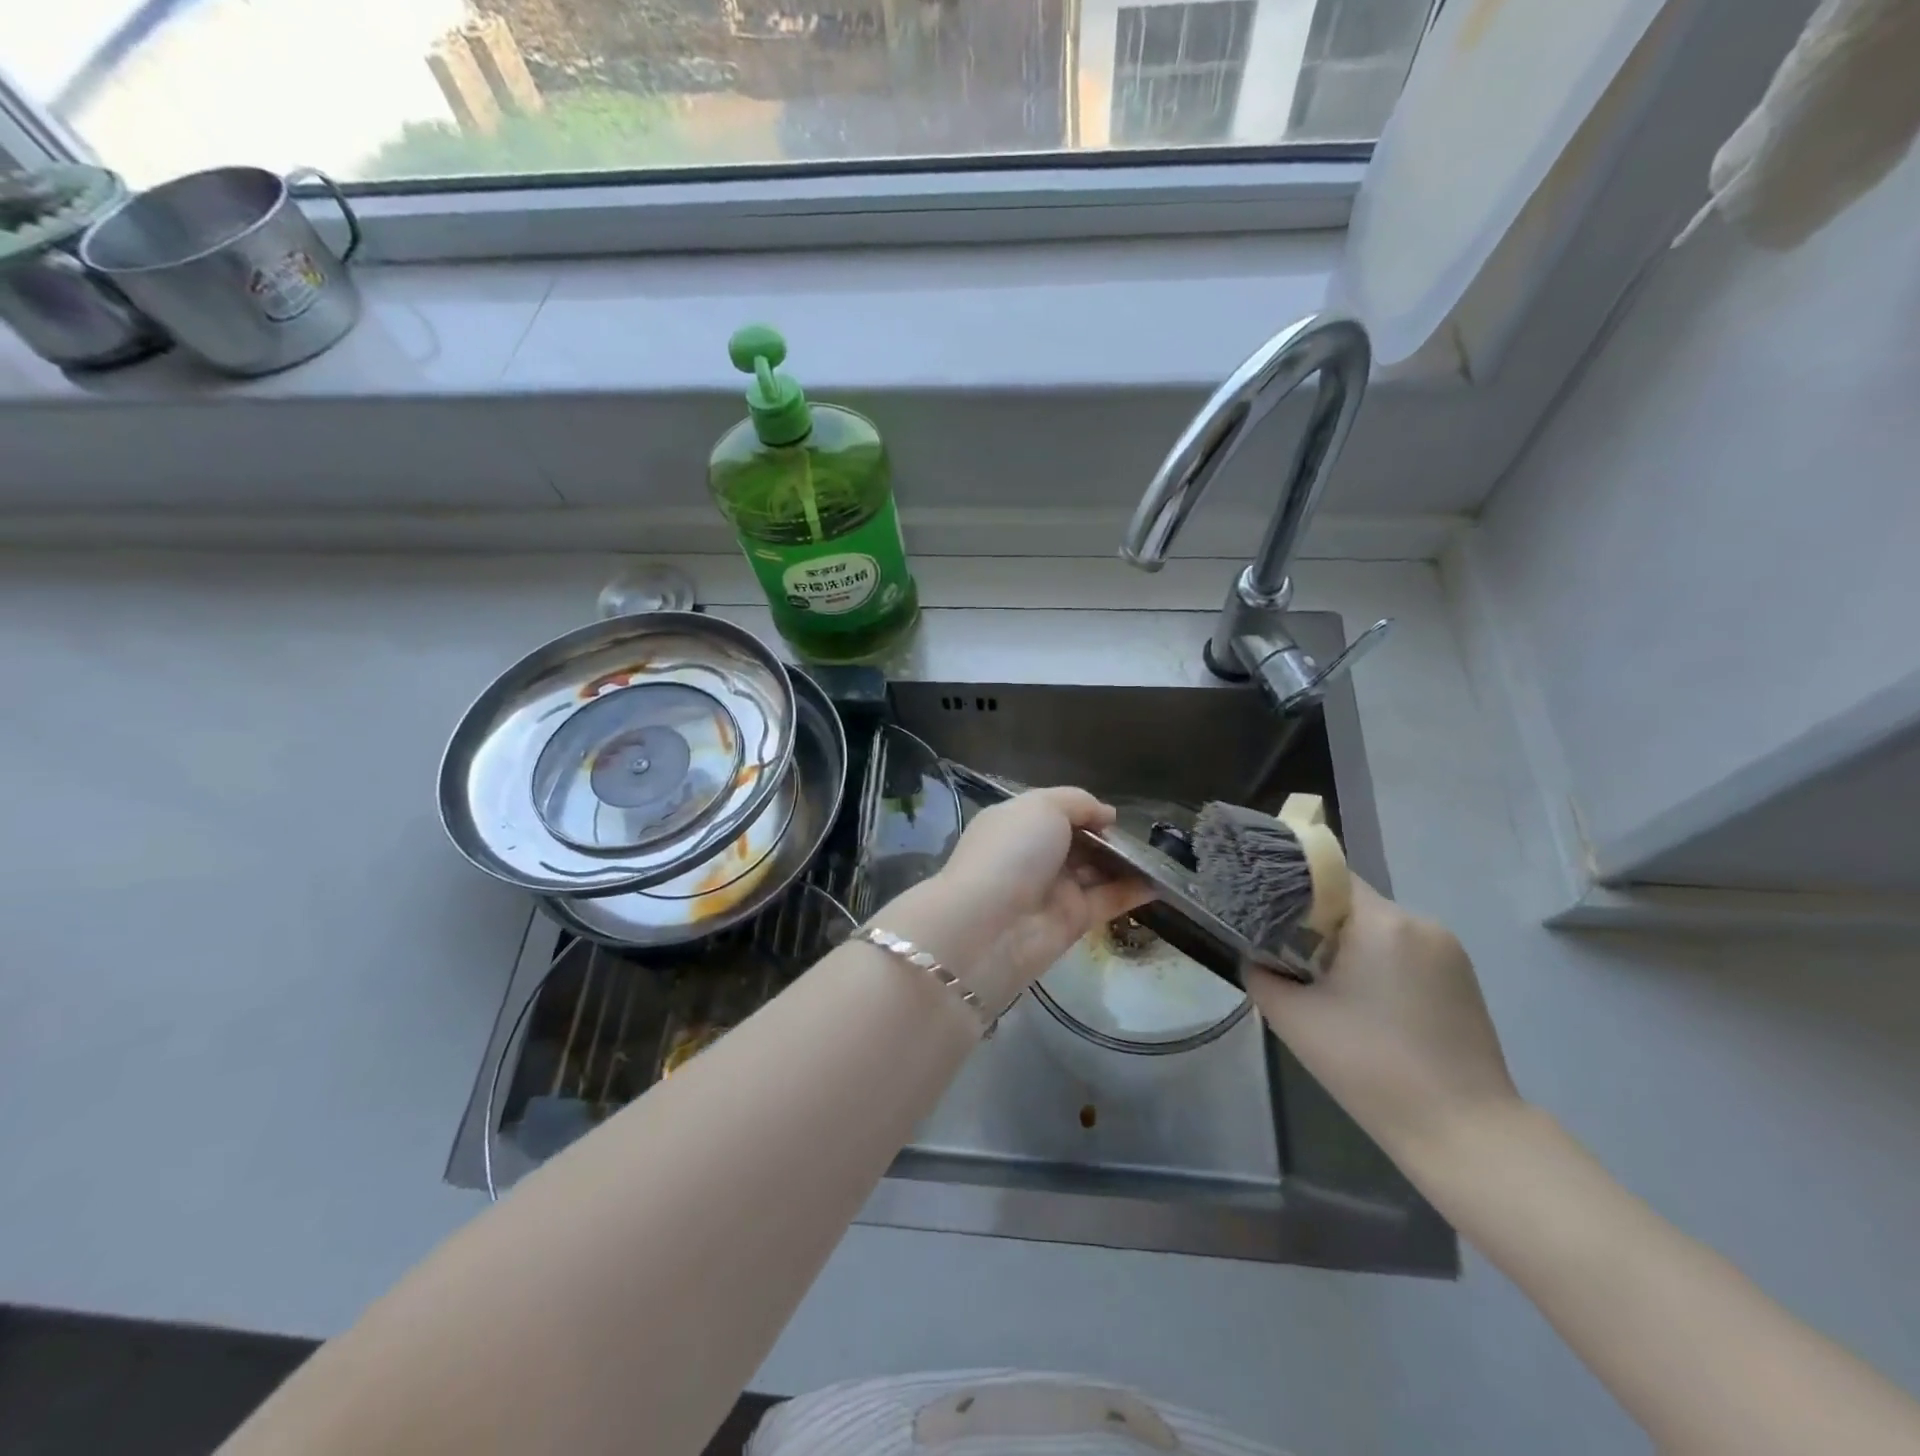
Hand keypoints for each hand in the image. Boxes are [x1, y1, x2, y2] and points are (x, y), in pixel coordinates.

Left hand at [878, 787, 1152, 1012]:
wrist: (989, 927)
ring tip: (1165, 857)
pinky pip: (1108, 900)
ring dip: (1126, 864)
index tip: (1114, 816)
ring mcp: (1053, 889)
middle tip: (1147, 837)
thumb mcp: (1041, 807)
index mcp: (1017, 824)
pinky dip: (1133, 891)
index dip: (1085, 811)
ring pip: (1096, 871)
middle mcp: (1034, 855)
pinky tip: (1161, 883)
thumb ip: (1077, 803)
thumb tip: (1106, 815)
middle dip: (1109, 838)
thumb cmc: (1012, 852)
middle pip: (1079, 842)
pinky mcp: (1072, 921)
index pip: (1055, 812)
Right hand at [1242, 878, 1519, 1161]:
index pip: (1326, 877)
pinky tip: (1363, 1005)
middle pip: (1352, 904)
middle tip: (1286, 956)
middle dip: (1316, 924)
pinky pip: (1404, 953)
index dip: (1289, 889)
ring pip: (1378, 930)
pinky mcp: (1463, 980)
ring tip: (1323, 985)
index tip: (1264, 914)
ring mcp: (1449, 952)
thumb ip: (1261, 974)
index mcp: (1383, 922)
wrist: (1464, 1134)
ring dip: (1347, 946)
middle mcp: (1421, 923)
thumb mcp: (1293, 1019)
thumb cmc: (1370, 1066)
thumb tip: (1255, 957)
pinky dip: (1376, 965)